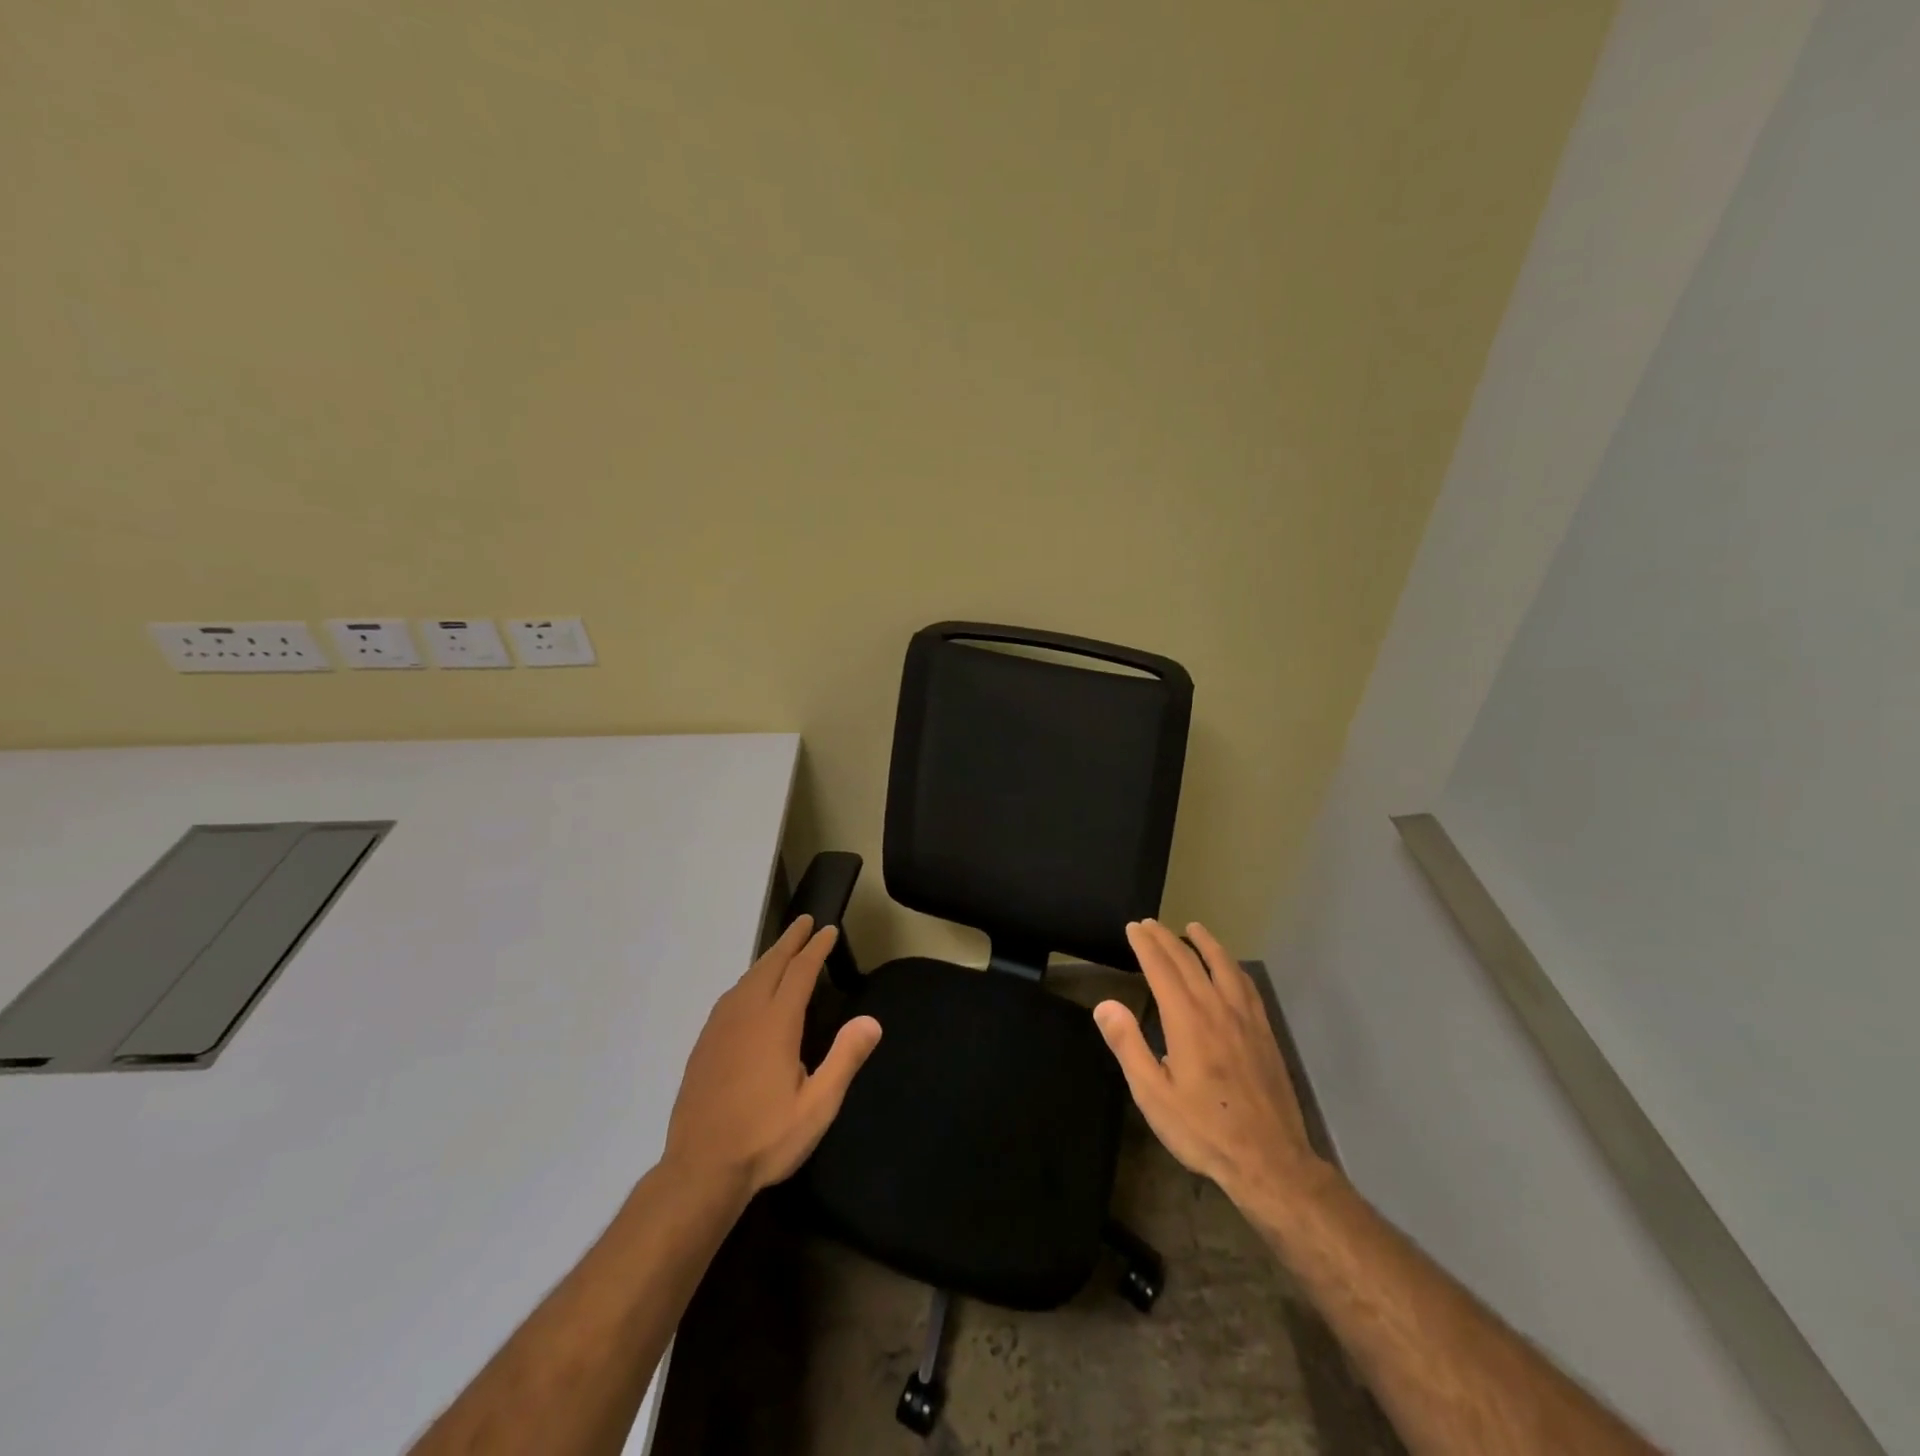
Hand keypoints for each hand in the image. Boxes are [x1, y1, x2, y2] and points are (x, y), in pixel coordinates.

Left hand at [664, 915, 881, 1198]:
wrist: (699, 1170)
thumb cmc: (765, 1139)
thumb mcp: (818, 1106)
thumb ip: (844, 1059)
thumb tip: (871, 1020)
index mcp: (776, 1024)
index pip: (800, 972)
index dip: (816, 949)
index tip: (828, 930)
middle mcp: (746, 1015)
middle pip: (770, 965)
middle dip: (789, 941)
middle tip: (804, 921)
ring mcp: (720, 1028)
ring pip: (747, 979)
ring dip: (767, 959)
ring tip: (782, 950)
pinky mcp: (704, 1044)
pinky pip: (730, 997)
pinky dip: (747, 980)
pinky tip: (748, 991)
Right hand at [1094, 919, 1325, 1209]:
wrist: (1270, 1160)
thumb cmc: (1203, 1129)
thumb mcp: (1153, 1094)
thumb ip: (1128, 1045)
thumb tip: (1105, 1004)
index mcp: (1186, 1020)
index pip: (1161, 968)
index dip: (1145, 945)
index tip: (1133, 928)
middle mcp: (1217, 1008)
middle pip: (1189, 961)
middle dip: (1167, 938)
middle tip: (1150, 924)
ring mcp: (1245, 1018)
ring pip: (1223, 966)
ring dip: (1205, 943)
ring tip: (1192, 927)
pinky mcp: (1264, 1032)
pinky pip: (1246, 986)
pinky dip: (1232, 966)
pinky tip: (1229, 968)